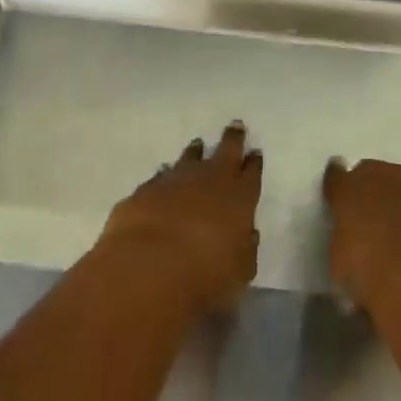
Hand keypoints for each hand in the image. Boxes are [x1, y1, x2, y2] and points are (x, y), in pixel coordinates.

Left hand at [98, 123, 261, 316]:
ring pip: (189, 157)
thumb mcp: (240, 271)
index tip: (255, 153)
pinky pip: (160, 176)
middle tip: (235, 126)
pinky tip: (163, 178)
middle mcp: (210, 179)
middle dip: (232, 138)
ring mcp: (175, 179)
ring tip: (197, 145)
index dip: (254, 163)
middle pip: (226, 150)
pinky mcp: (145, 190)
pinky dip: (165, 176)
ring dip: (195, 152)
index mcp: (240, 196)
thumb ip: (246, 250)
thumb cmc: (206, 274)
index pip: (252, 173)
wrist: (149, 266)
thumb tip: (248, 235)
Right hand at [322, 158, 400, 308]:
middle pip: (371, 176)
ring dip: (397, 203)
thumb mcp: (339, 262)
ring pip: (400, 188)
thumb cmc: (369, 271)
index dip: (337, 191)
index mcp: (347, 186)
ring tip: (396, 236)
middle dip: (369, 194)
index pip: (336, 177)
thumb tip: (349, 239)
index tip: (337, 204)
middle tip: (368, 223)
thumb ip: (341, 240)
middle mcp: (380, 174)